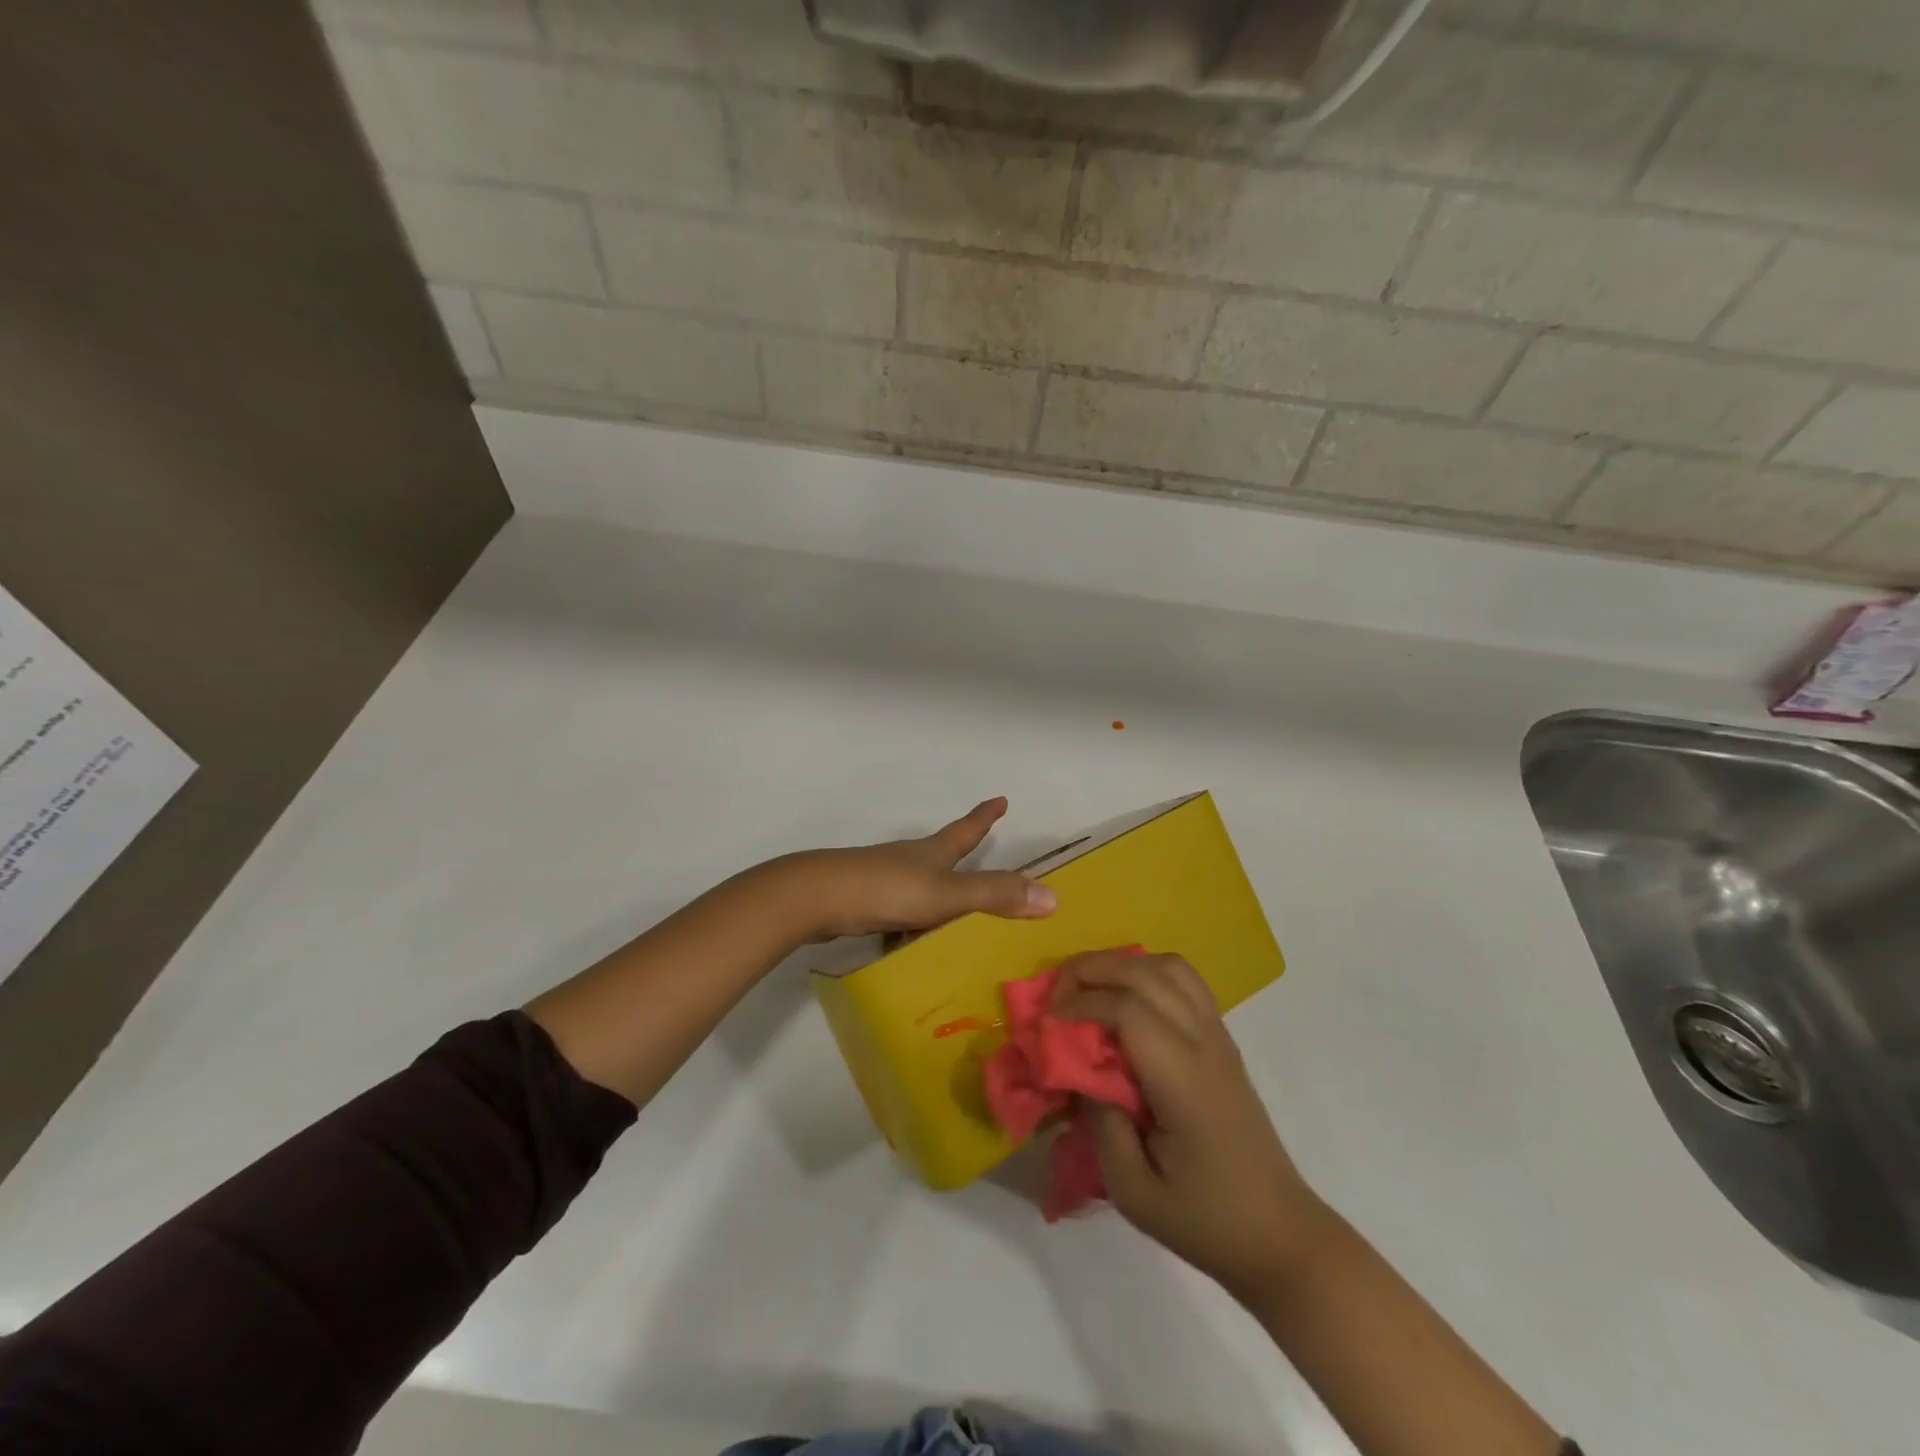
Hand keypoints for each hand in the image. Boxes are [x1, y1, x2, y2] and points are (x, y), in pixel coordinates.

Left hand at [778, 797, 1056, 941]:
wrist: (816, 897)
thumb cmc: (886, 890)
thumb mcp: (946, 895)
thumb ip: (994, 895)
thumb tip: (1051, 896)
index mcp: (932, 853)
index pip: (966, 829)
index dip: (984, 816)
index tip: (1000, 798)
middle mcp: (908, 859)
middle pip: (940, 850)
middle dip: (959, 850)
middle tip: (976, 850)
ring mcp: (882, 878)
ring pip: (917, 881)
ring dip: (935, 890)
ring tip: (950, 912)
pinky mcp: (862, 901)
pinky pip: (897, 909)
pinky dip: (909, 920)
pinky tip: (909, 942)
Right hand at [1054, 950, 1330, 1299]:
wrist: (1279, 1234)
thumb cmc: (1205, 1220)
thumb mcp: (1134, 1192)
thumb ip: (1100, 1124)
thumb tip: (1080, 1074)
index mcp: (1183, 1079)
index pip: (1126, 1009)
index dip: (1079, 1005)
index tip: (1045, 1026)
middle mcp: (1203, 1042)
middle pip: (1144, 972)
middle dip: (1090, 970)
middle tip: (1054, 997)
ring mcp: (1218, 1036)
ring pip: (1168, 965)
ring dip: (1120, 965)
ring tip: (1087, 991)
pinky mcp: (1221, 1040)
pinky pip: (1183, 981)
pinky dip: (1145, 973)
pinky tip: (1123, 1001)